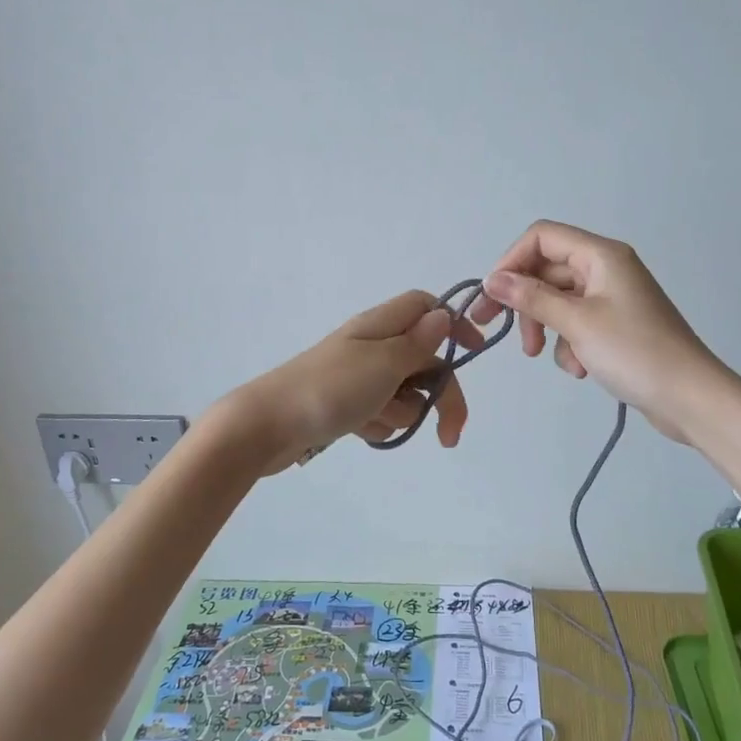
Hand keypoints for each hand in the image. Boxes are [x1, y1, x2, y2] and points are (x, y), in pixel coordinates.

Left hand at [230, 291, 487, 473]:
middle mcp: (371, 345)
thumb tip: (442, 315)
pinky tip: (361, 431)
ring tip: (376, 421)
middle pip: (424, 358)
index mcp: (379, 326)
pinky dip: (378, 423)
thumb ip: (417, 343)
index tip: (474, 352)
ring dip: (402, 411)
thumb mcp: (382, 364)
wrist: (267, 426)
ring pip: (404, 390)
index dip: (452, 324)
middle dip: (440, 394)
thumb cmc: (328, 390)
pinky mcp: (346, 403)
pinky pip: (380, 411)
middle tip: (449, 434)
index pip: (424, 306)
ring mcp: (358, 375)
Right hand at [472, 220, 719, 442]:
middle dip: (524, 301)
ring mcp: (612, 297)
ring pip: (558, 299)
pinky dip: (569, 342)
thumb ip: (530, 298)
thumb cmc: (633, 352)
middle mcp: (606, 268)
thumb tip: (491, 279)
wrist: (690, 398)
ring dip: (545, 326)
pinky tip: (579, 368)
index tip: (492, 295)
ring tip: (541, 355)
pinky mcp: (616, 324)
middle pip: (547, 270)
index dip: (511, 261)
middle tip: (497, 330)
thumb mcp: (576, 323)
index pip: (541, 237)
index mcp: (601, 255)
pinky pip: (576, 321)